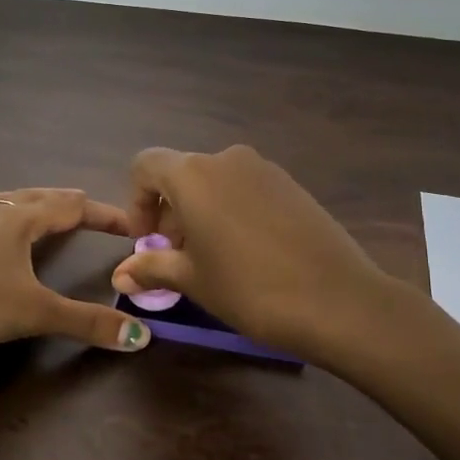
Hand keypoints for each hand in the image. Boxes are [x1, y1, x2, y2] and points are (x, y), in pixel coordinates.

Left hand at [0, 188, 152, 355]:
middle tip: (80, 199)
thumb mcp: (37, 313)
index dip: (101, 214)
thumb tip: (141, 336)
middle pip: (29, 199)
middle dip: (58, 200)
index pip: (68, 209)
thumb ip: (88, 323)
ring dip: (8, 201)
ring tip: (18, 201)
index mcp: (17, 224)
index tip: (129, 224)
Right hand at [111, 145, 397, 361]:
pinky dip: (231, 211)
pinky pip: (245, 189)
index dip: (137, 201)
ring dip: (200, 212)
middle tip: (176, 256)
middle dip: (170, 212)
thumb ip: (152, 267)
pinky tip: (247, 252)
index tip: (147, 240)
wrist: (338, 300)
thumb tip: (120, 274)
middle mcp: (226, 159)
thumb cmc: (250, 288)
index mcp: (194, 175)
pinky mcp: (292, 184)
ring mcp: (264, 169)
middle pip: (181, 174)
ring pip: (215, 182)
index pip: (146, 166)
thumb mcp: (193, 280)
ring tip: (212, 258)